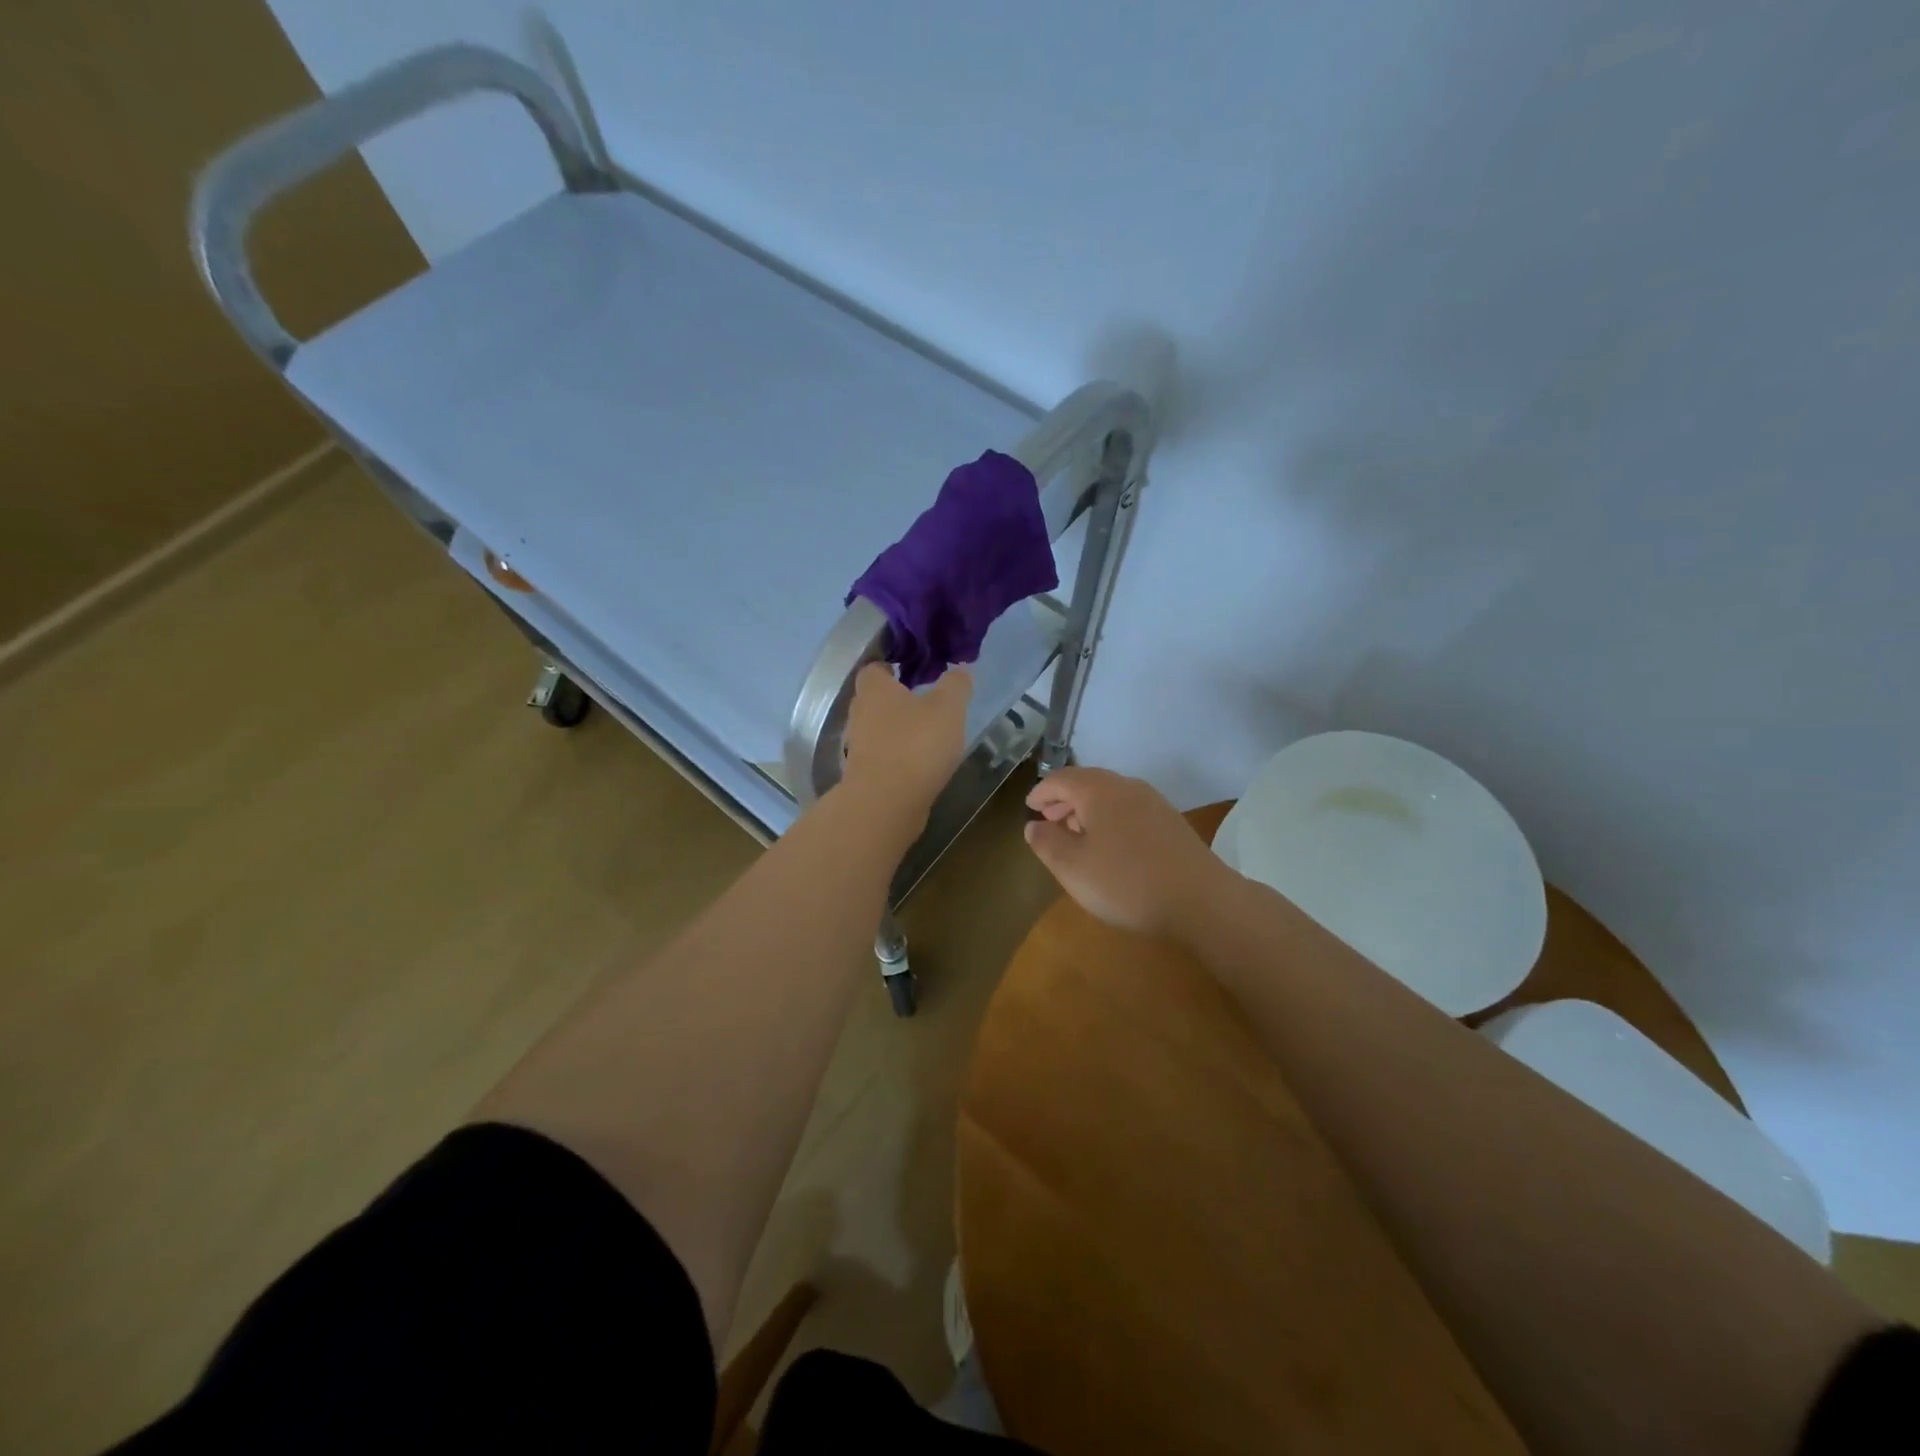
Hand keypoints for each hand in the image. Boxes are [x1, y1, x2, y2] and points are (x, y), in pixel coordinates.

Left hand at [840, 663, 972, 809]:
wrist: (885, 804)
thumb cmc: (915, 745)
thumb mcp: (948, 708)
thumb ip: (955, 685)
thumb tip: (960, 670)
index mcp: (875, 689)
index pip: (875, 667)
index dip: (893, 666)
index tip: (915, 670)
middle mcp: (859, 714)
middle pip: (875, 699)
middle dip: (897, 699)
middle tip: (926, 701)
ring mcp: (858, 747)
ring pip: (878, 730)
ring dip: (898, 730)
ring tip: (928, 734)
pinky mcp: (864, 775)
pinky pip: (882, 757)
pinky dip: (898, 757)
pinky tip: (920, 763)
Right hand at [1024, 768, 1233, 938]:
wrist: (1201, 900)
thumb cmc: (1126, 882)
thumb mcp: (1072, 868)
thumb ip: (1047, 843)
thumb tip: (1034, 826)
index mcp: (1098, 790)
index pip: (1061, 779)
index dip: (1041, 792)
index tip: (1029, 808)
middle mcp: (1126, 786)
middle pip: (1087, 783)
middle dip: (1064, 800)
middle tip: (1048, 820)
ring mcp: (1153, 802)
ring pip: (1110, 796)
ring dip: (1087, 810)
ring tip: (1075, 835)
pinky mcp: (1171, 822)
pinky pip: (1129, 810)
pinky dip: (1109, 819)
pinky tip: (1110, 846)